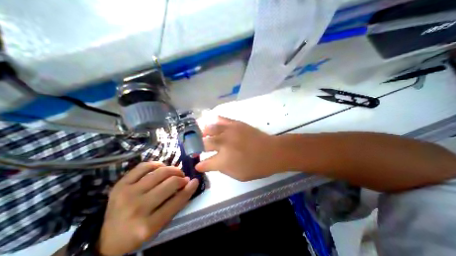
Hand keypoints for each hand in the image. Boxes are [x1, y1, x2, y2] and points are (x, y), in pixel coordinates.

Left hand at [97, 162, 198, 255]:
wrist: (106, 238)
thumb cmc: (138, 232)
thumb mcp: (159, 226)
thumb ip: (176, 204)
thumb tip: (190, 183)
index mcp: (148, 225)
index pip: (177, 201)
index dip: (189, 189)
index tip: (195, 181)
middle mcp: (137, 208)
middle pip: (170, 184)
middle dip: (181, 178)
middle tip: (183, 178)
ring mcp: (127, 194)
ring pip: (160, 172)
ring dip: (172, 170)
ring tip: (174, 172)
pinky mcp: (120, 185)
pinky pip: (143, 166)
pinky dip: (156, 164)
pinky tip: (160, 168)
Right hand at [196, 117, 283, 180]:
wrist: (271, 152)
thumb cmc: (256, 167)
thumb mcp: (237, 175)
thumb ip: (221, 169)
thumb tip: (210, 164)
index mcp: (223, 160)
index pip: (205, 163)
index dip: (200, 165)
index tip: (197, 165)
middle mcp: (223, 144)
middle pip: (204, 144)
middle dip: (199, 147)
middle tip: (198, 148)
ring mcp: (228, 132)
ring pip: (209, 129)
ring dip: (203, 132)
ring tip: (201, 134)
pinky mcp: (235, 124)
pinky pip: (221, 119)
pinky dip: (214, 121)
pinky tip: (211, 123)